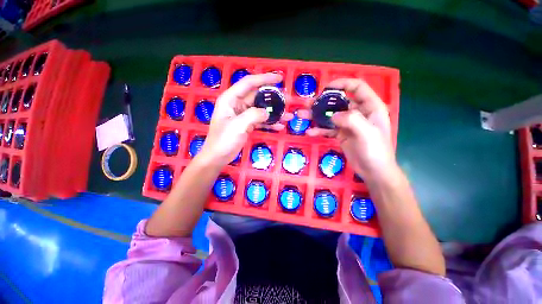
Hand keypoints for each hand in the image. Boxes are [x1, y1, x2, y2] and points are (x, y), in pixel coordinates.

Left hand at [198, 73, 292, 166]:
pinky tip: (280, 126)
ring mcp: (243, 116)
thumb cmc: (223, 140)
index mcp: (230, 99)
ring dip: (274, 112)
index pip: (249, 83)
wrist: (218, 157)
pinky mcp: (247, 125)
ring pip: (261, 110)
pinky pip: (260, 121)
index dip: (264, 78)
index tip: (279, 78)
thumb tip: (267, 112)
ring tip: (288, 115)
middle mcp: (237, 105)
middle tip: (287, 100)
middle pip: (257, 97)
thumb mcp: (237, 125)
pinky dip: (270, 123)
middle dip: (273, 98)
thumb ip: (253, 115)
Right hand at [300, 78, 395, 181]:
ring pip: (331, 116)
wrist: (373, 171)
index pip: (357, 87)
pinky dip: (319, 130)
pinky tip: (310, 132)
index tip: (326, 88)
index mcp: (370, 107)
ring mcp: (348, 124)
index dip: (342, 83)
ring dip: (316, 116)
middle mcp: (359, 113)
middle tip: (307, 104)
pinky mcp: (341, 134)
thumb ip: (351, 120)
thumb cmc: (375, 151)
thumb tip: (333, 116)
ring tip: (302, 116)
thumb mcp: (366, 133)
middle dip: (323, 102)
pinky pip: (328, 129)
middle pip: (339, 102)